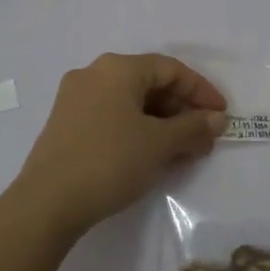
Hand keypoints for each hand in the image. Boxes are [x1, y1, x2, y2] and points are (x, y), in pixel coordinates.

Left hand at [11, 52, 227, 235]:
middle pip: (149, 83)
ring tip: (183, 151)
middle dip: (182, 110)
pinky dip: (137, 129)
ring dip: (161, 122)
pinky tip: (151, 155)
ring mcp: (75, 98)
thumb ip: (193, 127)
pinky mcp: (66, 123)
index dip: (201, 91)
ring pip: (130, 102)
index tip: (222, 116)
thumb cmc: (110, 161)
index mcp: (117, 68)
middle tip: (204, 138)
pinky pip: (112, 116)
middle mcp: (94, 74)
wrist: (47, 202)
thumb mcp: (160, 144)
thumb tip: (217, 119)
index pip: (171, 69)